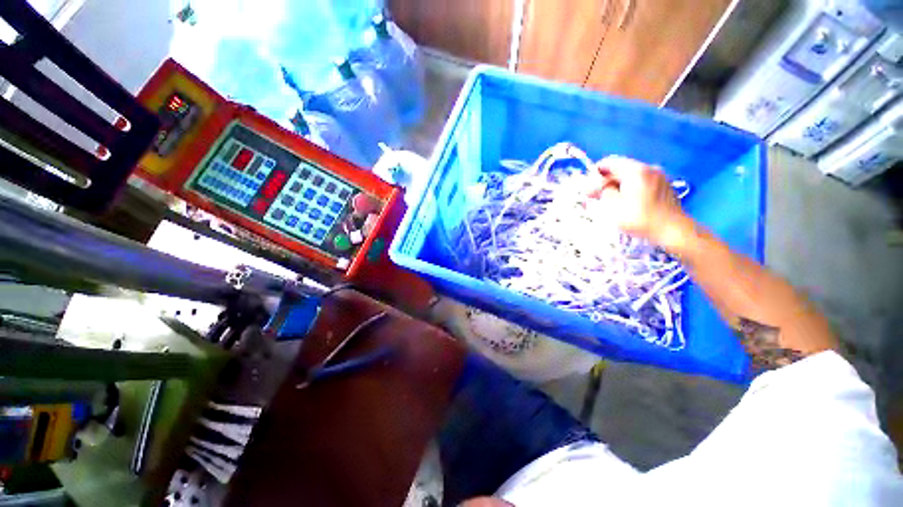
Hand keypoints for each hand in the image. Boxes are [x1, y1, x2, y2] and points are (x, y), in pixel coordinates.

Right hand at [586, 156, 692, 250]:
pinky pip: (641, 183)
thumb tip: (596, 187)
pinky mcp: (663, 187)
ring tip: (609, 202)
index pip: (608, 163)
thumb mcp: (612, 206)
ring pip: (630, 177)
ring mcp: (658, 177)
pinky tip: (626, 204)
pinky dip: (629, 190)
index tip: (588, 187)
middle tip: (595, 197)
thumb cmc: (639, 218)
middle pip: (620, 169)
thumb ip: (602, 192)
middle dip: (605, 182)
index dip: (594, 174)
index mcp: (634, 170)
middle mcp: (648, 168)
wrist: (673, 231)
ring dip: (617, 187)